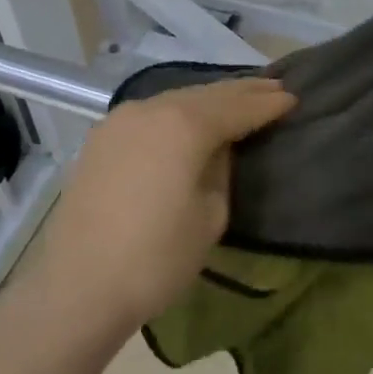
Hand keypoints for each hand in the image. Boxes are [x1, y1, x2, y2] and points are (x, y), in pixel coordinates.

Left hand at [35, 76, 296, 334]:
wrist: (79, 284)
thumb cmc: (155, 258)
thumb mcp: (210, 216)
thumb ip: (221, 171)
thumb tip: (217, 150)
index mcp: (183, 125)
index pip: (236, 108)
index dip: (267, 105)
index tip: (293, 98)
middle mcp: (150, 109)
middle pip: (205, 95)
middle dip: (241, 92)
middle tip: (274, 88)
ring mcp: (120, 120)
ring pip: (175, 100)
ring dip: (208, 99)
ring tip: (237, 98)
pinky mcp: (101, 138)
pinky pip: (151, 114)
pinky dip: (177, 111)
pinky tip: (189, 117)